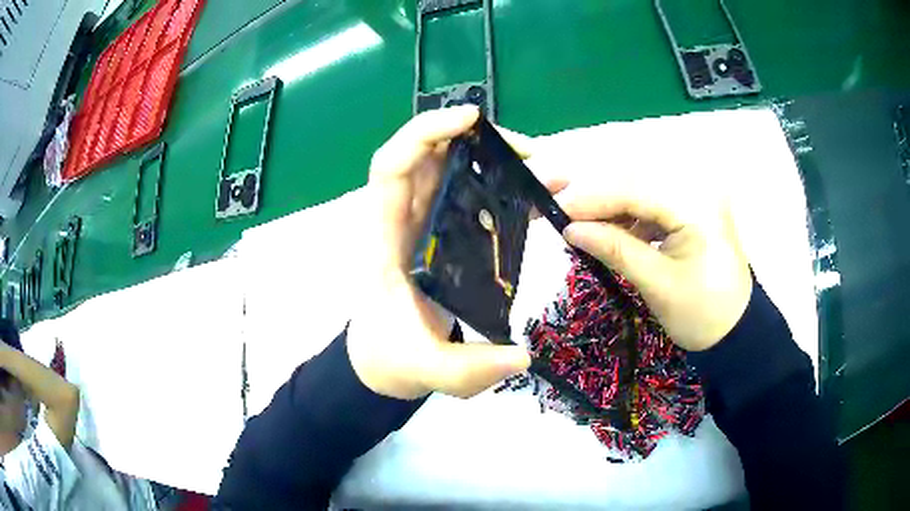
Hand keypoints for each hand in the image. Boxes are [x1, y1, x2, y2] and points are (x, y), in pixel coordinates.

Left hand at [347, 106, 531, 399]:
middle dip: (474, 140)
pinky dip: (504, 188)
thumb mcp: (428, 371)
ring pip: (453, 172)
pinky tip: (540, 194)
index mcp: (386, 241)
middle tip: (528, 150)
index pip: (391, 167)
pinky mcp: (447, 237)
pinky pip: (473, 199)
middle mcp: (404, 222)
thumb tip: (523, 356)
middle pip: (429, 158)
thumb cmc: (394, 358)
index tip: (470, 119)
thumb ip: (469, 369)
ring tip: (542, 168)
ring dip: (494, 160)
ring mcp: (427, 227)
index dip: (423, 133)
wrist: (386, 362)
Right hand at [555, 166, 752, 351]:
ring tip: (574, 220)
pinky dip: (625, 214)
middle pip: (634, 180)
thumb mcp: (658, 285)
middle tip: (552, 199)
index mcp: (696, 206)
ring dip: (606, 203)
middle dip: (592, 192)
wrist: (735, 331)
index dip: (591, 197)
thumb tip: (570, 230)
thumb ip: (615, 250)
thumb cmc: (702, 315)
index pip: (634, 190)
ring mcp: (694, 198)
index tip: (554, 209)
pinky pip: (650, 203)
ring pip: (639, 189)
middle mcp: (697, 190)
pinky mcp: (690, 211)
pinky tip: (606, 229)